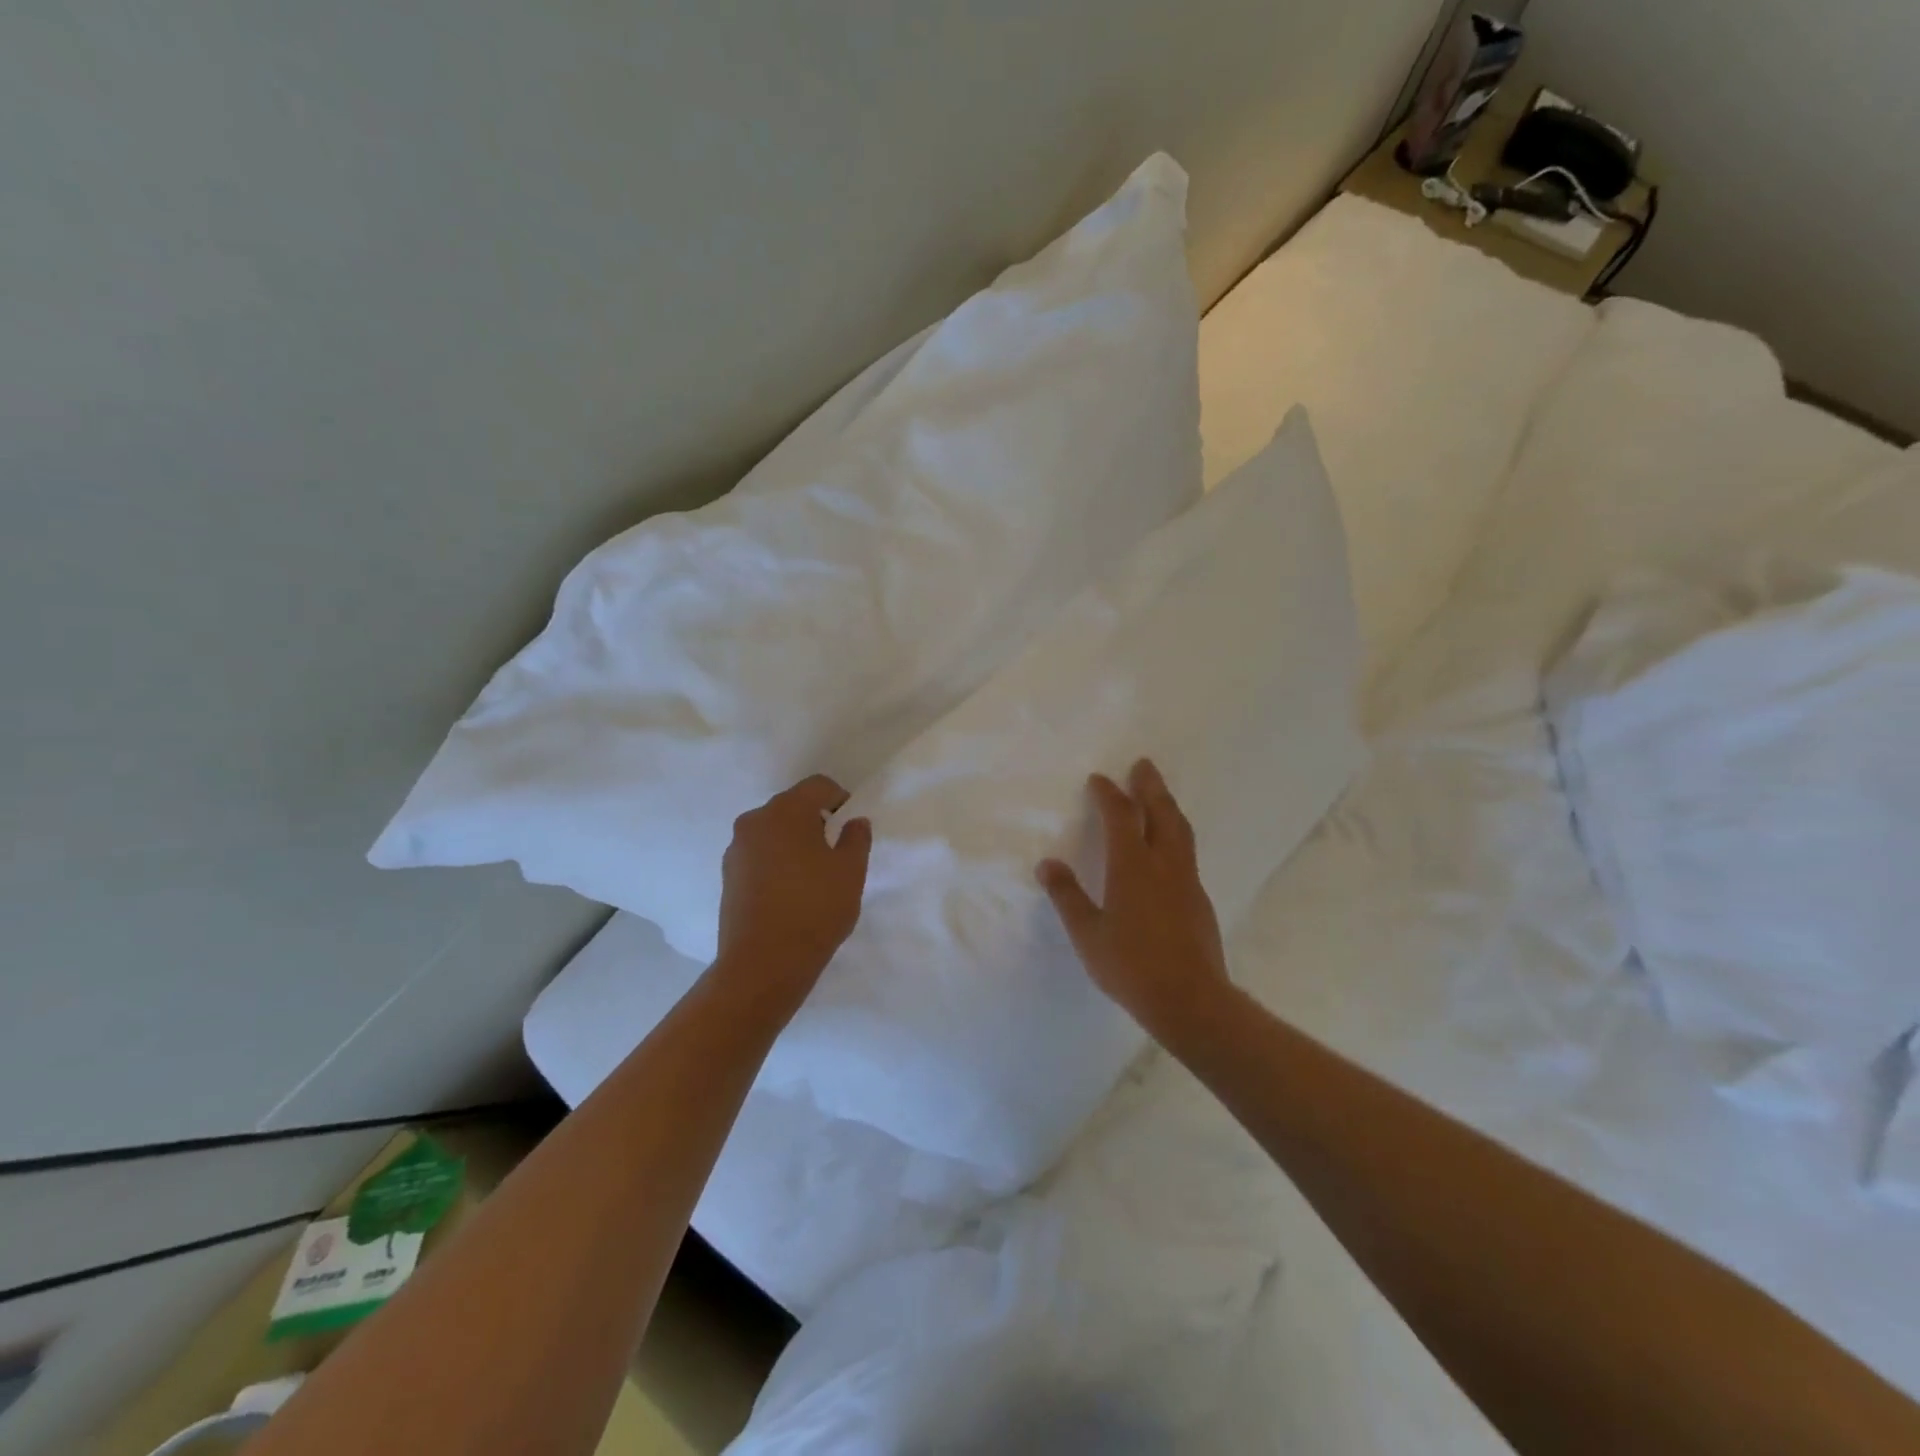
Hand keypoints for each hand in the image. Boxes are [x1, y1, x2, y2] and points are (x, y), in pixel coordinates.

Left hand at [716, 775, 872, 998]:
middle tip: (835, 852)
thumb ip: (856, 839)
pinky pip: (759, 855)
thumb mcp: (850, 872)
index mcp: (786, 811)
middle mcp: (755, 821)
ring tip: (812, 876)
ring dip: (794, 842)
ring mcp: (736, 849)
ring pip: (773, 832)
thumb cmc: (814, 909)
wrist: (763, 964)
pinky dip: (776, 862)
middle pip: (792, 806)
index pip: (818, 786)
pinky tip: (790, 892)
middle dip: (815, 821)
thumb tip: (854, 822)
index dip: (840, 799)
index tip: (850, 827)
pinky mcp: (728, 876)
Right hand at [1037, 759, 1230, 1039]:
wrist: (1191, 1000)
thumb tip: (1047, 864)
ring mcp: (1187, 880)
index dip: (1108, 794)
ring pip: (1180, 829)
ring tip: (1160, 794)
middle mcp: (1163, 864)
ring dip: (1168, 805)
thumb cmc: (1131, 966)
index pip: (1120, 816)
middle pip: (1160, 812)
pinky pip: (1187, 851)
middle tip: (1144, 765)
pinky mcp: (1199, 899)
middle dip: (1150, 785)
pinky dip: (1176, 833)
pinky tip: (1170, 846)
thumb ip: (1067, 896)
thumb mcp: (1088, 934)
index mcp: (1132, 866)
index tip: (1099, 779)